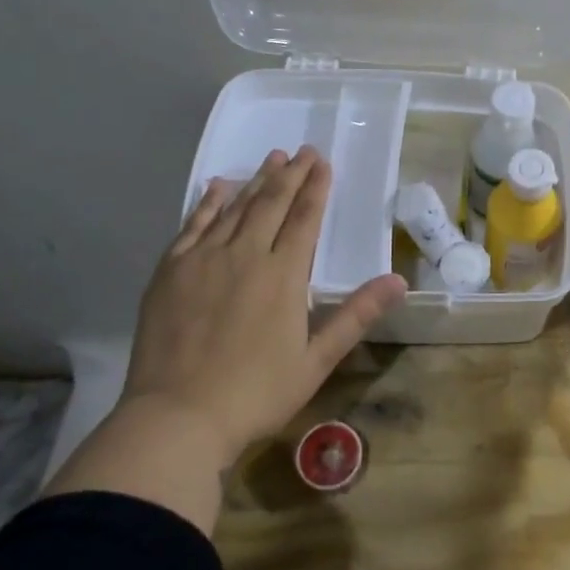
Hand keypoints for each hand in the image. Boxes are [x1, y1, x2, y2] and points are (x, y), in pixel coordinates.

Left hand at [126, 146, 406, 467]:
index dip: (316, 188)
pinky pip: (194, 224)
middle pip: (272, 203)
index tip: (323, 163)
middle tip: (303, 151)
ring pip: (236, 208)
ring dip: (257, 180)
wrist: (177, 418)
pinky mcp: (171, 270)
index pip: (305, 219)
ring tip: (273, 158)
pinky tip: (219, 186)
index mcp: (284, 275)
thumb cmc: (255, 394)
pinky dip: (210, 202)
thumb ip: (356, 315)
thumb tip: (398, 281)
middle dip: (291, 174)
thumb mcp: (316, 360)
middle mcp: (246, 254)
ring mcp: (204, 259)